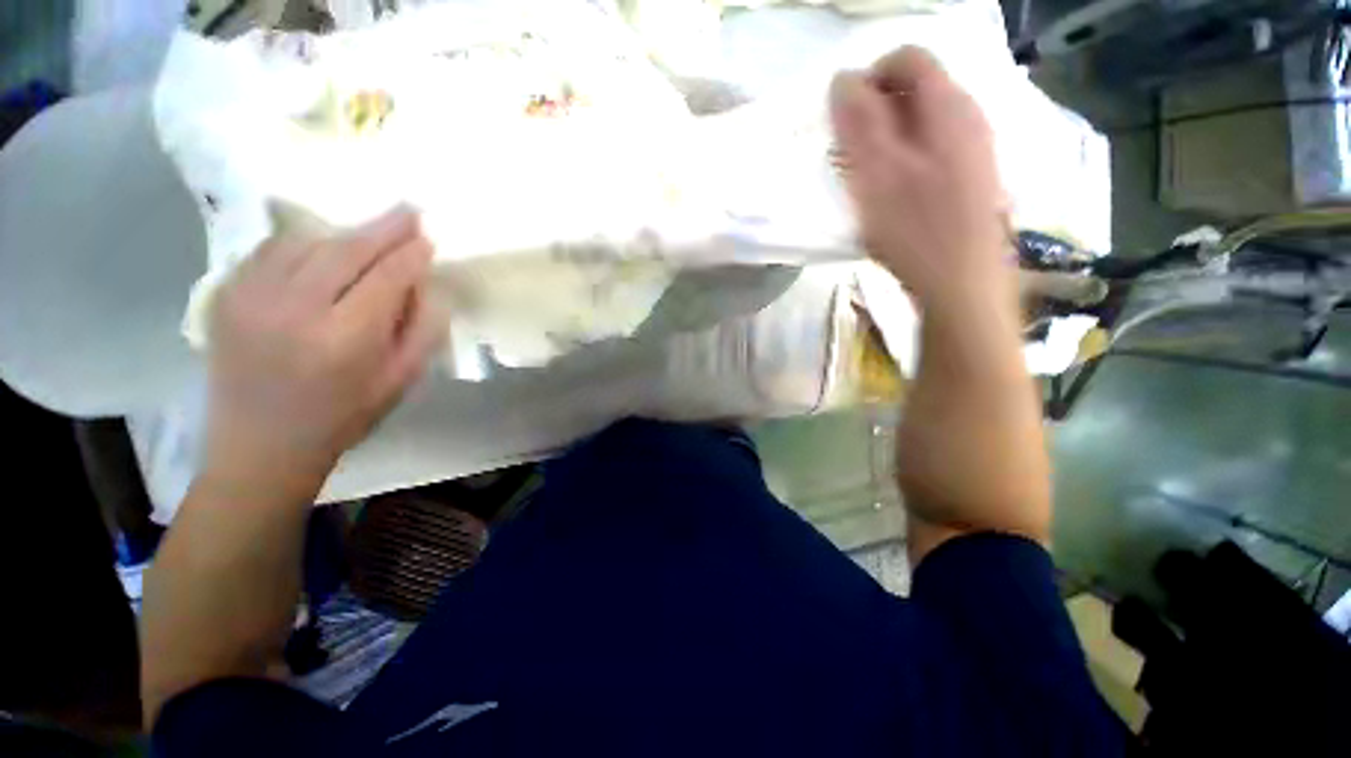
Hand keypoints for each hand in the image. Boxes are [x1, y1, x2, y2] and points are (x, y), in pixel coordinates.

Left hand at [201, 207, 444, 499]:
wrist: (260, 444)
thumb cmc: (343, 416)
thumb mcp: (401, 381)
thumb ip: (422, 329)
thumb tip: (427, 284)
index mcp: (344, 340)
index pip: (386, 278)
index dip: (410, 254)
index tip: (428, 237)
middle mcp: (294, 310)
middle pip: (346, 251)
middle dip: (383, 228)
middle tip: (410, 210)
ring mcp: (251, 298)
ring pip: (306, 243)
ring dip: (345, 233)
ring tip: (371, 231)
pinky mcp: (226, 295)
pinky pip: (271, 250)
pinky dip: (304, 241)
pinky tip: (323, 246)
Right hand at [830, 47, 1011, 311]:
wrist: (961, 284)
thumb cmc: (916, 229)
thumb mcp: (878, 174)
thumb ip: (861, 122)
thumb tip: (843, 79)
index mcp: (948, 107)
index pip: (908, 58)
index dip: (869, 78)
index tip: (843, 119)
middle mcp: (968, 117)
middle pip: (916, 89)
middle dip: (875, 111)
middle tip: (849, 153)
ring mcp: (973, 149)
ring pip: (922, 123)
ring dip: (886, 140)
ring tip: (865, 178)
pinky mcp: (970, 178)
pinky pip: (931, 150)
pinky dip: (903, 161)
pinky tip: (890, 194)